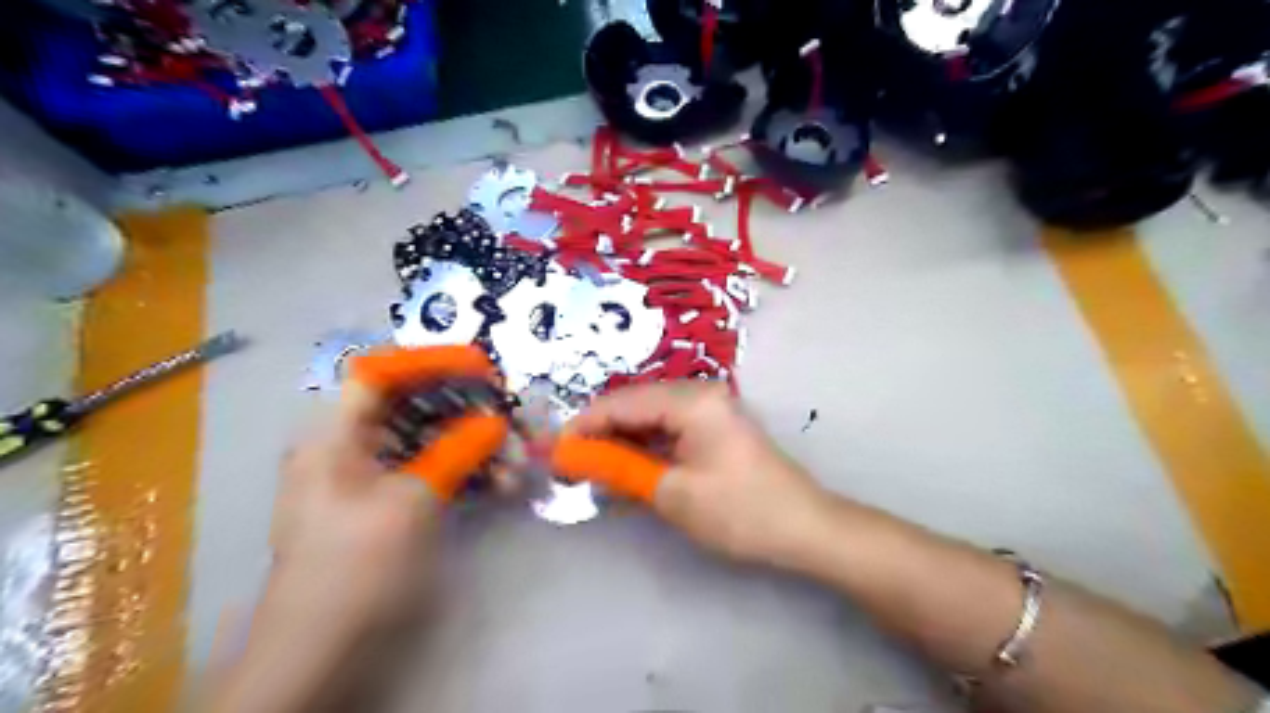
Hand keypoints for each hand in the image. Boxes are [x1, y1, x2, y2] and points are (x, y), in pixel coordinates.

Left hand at [271, 347, 507, 630]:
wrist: (323, 653)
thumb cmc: (357, 568)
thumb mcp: (412, 503)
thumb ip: (457, 451)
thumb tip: (495, 421)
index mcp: (336, 437)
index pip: (380, 374)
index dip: (430, 363)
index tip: (480, 369)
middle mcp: (352, 447)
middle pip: (415, 406)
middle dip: (468, 410)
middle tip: (512, 418)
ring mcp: (373, 476)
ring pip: (432, 441)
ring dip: (476, 446)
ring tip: (516, 465)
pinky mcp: (393, 502)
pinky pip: (434, 470)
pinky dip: (467, 473)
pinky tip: (502, 485)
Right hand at [569, 381, 835, 565]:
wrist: (803, 528)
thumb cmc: (739, 511)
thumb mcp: (671, 494)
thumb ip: (619, 468)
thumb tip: (574, 457)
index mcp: (691, 400)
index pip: (622, 402)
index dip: (584, 425)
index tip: (554, 451)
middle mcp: (699, 393)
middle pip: (635, 404)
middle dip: (600, 432)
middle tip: (569, 462)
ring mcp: (709, 409)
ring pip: (650, 417)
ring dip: (621, 441)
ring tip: (591, 467)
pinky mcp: (714, 427)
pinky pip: (668, 429)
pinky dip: (645, 447)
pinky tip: (626, 466)